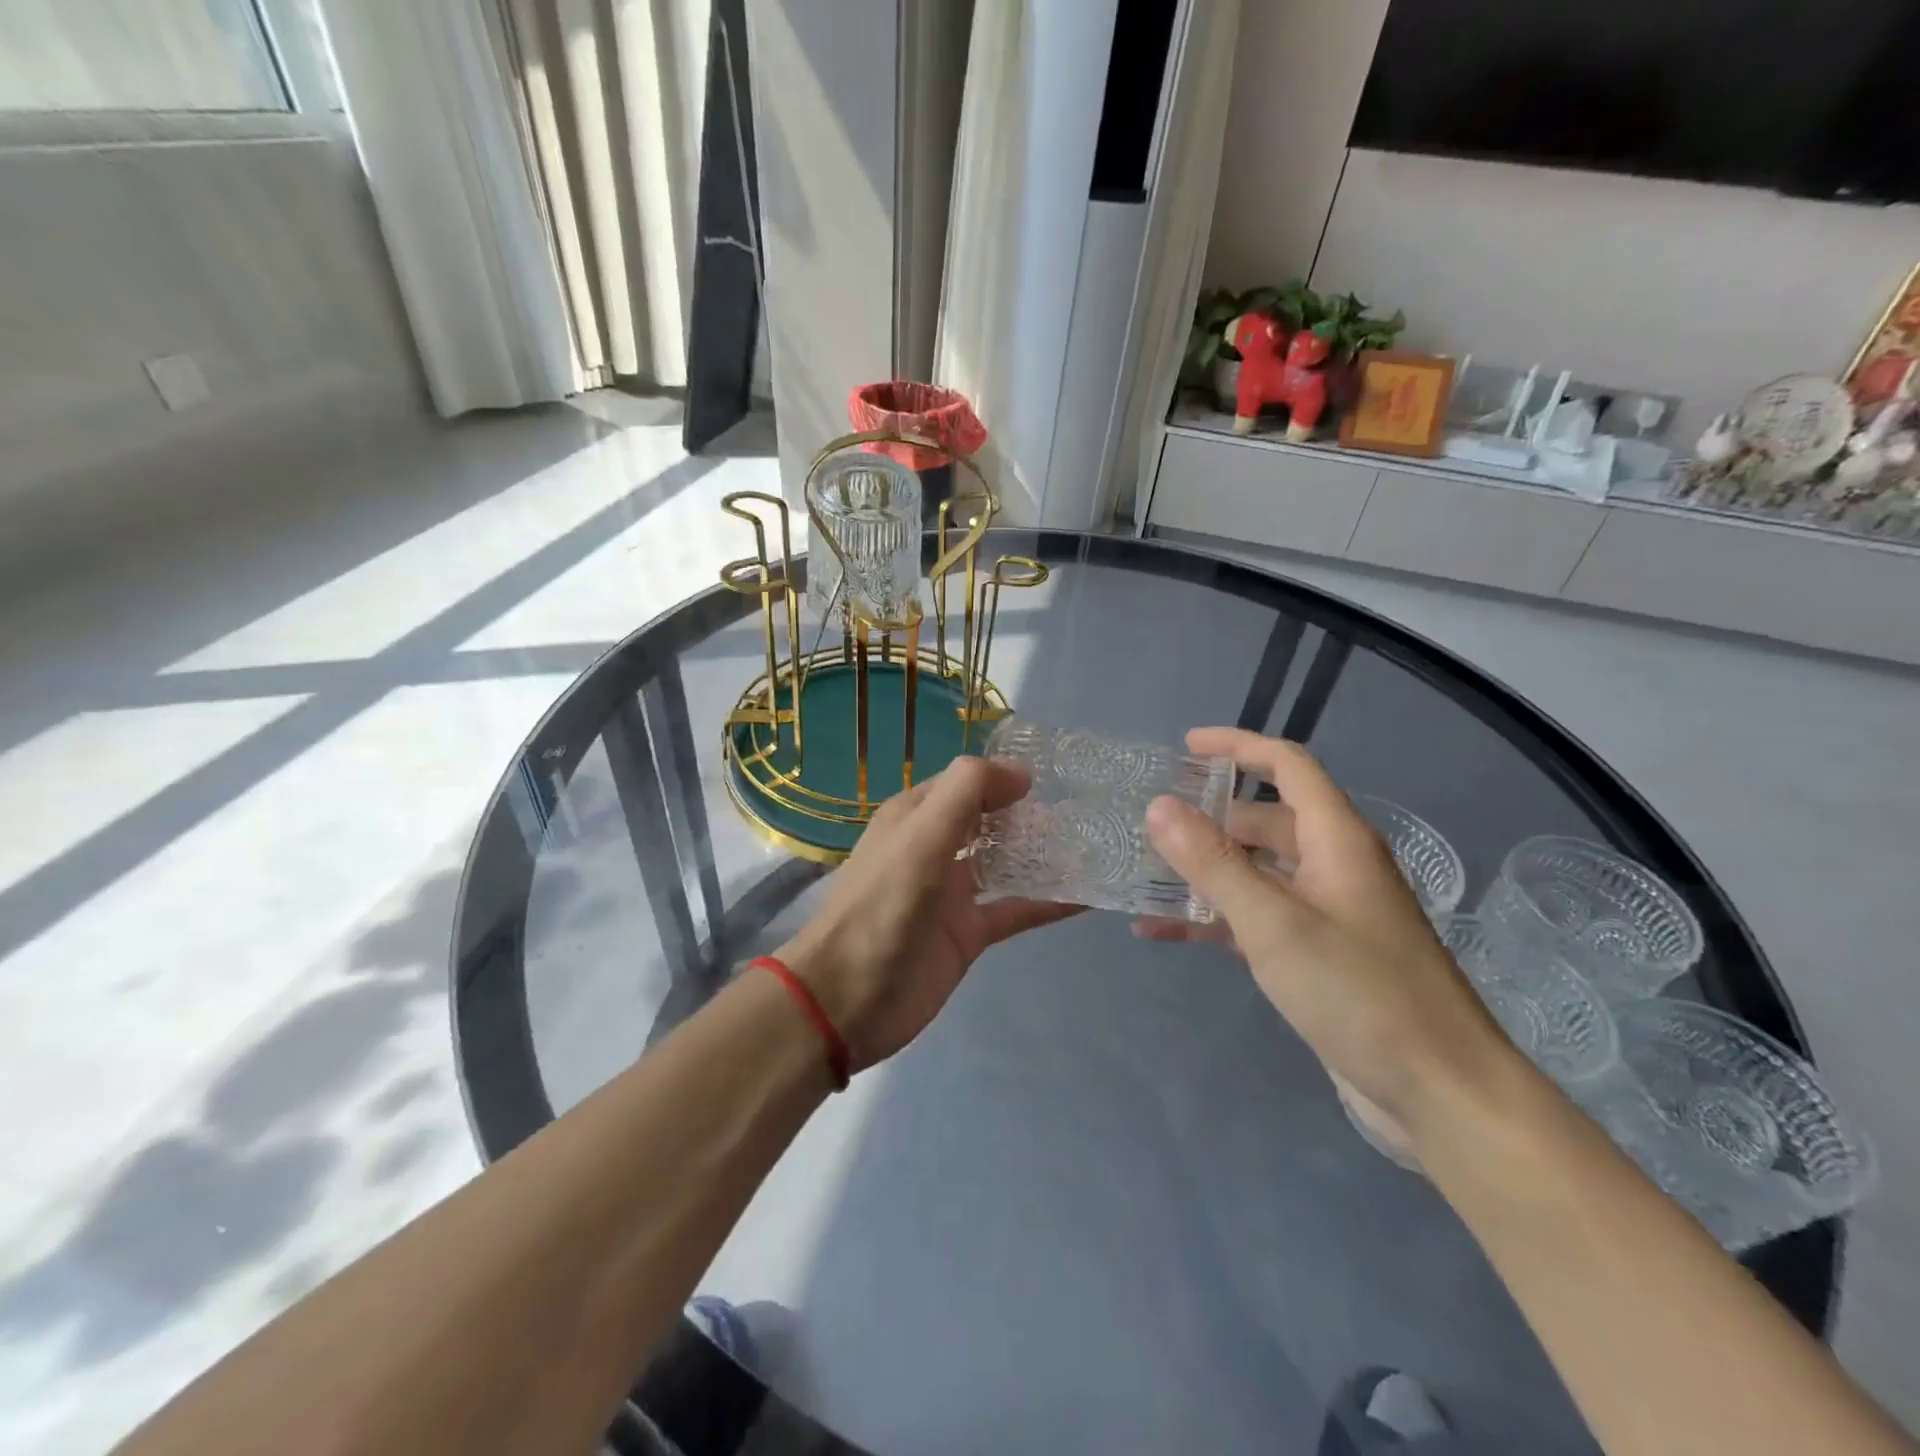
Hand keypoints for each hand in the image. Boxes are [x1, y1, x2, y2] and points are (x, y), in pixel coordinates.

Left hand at [776, 756, 1078, 1070]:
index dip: (1006, 776)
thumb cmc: (882, 906)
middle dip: (1031, 814)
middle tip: (1087, 809)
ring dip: (1043, 854)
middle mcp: (935, 848)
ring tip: (1096, 844)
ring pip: (1006, 863)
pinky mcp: (967, 934)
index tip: (1058, 777)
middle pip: (990, 821)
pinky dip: (1047, 902)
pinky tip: (1087, 896)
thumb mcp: (921, 836)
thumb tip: (1021, 772)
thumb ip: (966, 792)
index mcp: (915, 817)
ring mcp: (952, 893)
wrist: (847, 1000)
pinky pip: (1015, 909)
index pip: (966, 782)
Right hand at [1140, 728, 1515, 1146]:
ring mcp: (1327, 913)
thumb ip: (1212, 863)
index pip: (1288, 767)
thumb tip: (1160, 806)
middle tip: (1150, 824)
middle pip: (1266, 820)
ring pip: (1257, 872)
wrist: (1439, 1094)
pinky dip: (1214, 919)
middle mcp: (1335, 866)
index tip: (1186, 746)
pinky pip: (1257, 919)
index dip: (1239, 746)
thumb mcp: (1273, 922)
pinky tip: (1162, 932)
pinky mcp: (1318, 956)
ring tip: (1145, 872)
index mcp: (1337, 840)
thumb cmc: (1360, 994)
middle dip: (1209, 818)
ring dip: (1205, 871)